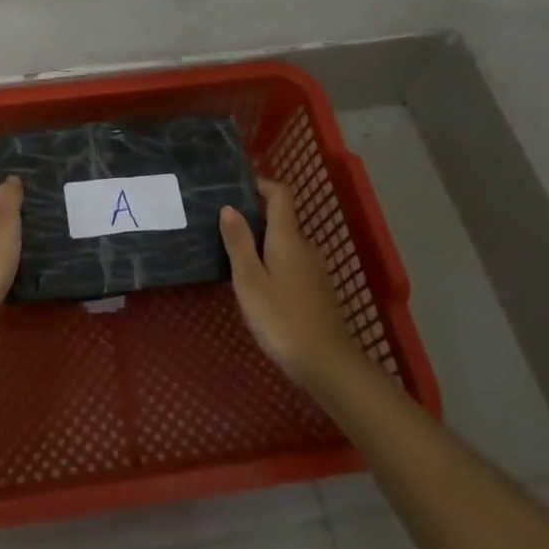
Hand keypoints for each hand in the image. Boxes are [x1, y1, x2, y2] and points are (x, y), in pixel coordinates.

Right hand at [220, 178, 356, 383]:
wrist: (327, 364)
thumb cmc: (281, 318)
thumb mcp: (249, 281)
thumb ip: (238, 242)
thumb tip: (229, 207)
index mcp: (288, 238)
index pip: (280, 194)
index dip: (260, 184)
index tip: (235, 187)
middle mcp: (305, 246)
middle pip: (281, 219)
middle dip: (253, 218)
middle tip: (221, 228)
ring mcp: (315, 269)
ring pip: (285, 243)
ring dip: (261, 243)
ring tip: (232, 257)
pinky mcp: (317, 290)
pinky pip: (291, 263)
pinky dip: (272, 262)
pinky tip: (256, 284)